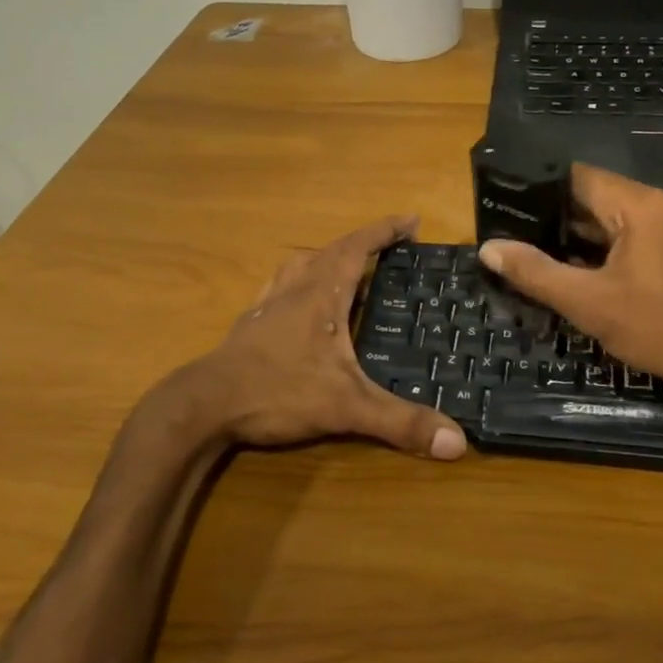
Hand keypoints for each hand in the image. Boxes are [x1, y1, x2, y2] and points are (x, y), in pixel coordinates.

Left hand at [152, 216, 467, 460]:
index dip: (386, 231)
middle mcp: (295, 288)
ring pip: (302, 264)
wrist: (205, 405)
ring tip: (349, 265)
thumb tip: (458, 442)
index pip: (358, 247)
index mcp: (322, 294)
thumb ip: (400, 422)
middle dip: (365, 241)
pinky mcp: (251, 323)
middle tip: (391, 245)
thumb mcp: (346, 407)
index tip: (412, 220)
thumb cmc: (278, 391)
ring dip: (329, 256)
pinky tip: (297, 297)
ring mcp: (268, 304)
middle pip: (333, 249)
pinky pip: (280, 285)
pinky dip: (299, 279)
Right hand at [477, 166, 662, 430]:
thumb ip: (535, 272)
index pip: (577, 177)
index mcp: (642, 203)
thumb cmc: (662, 329)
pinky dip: (619, 246)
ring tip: (554, 259)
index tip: (511, 213)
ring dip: (591, 236)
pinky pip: (646, 231)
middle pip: (601, 196)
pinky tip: (599, 273)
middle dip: (563, 220)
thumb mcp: (590, 304)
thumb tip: (490, 248)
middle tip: (525, 243)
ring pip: (623, 216)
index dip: (540, 193)